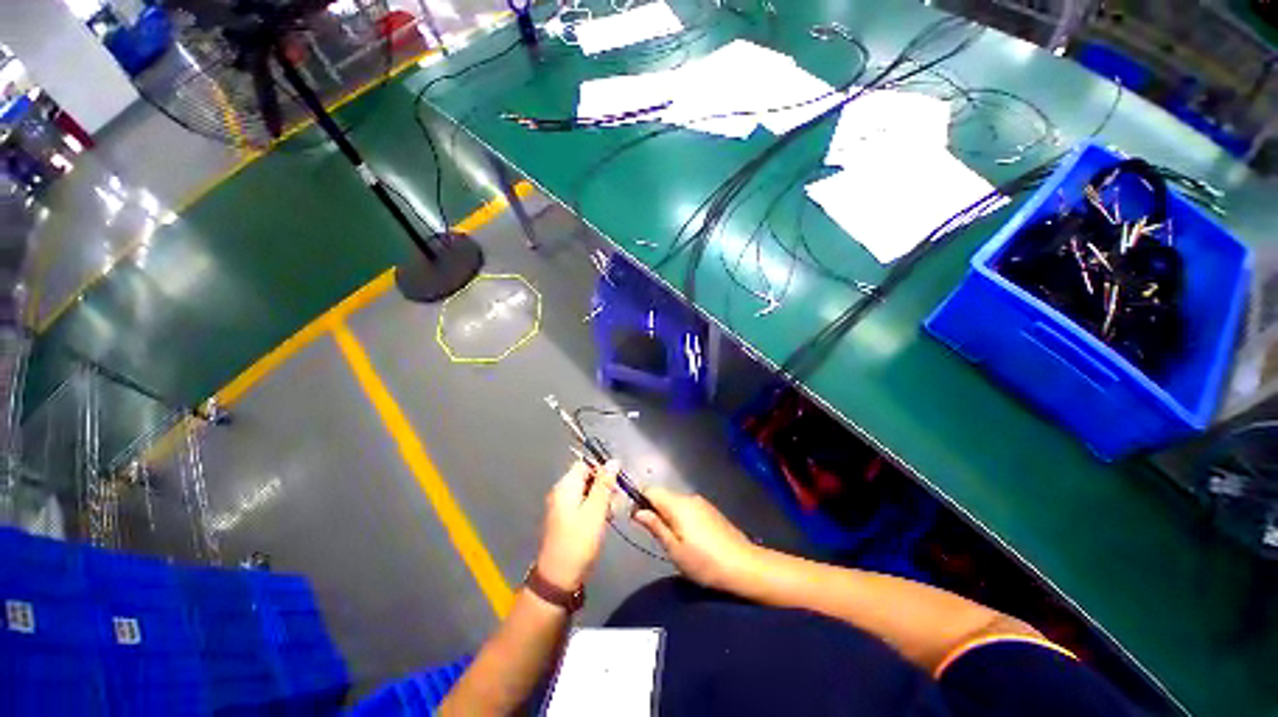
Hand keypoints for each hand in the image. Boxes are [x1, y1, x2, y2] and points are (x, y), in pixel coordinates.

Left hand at [535, 460, 616, 590]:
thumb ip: (605, 484)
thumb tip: (613, 461)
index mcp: (565, 486)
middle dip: (603, 486)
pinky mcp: (565, 520)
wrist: (559, 577)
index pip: (584, 464)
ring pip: (586, 492)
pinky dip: (594, 509)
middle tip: (615, 501)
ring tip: (611, 514)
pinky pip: (582, 505)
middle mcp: (561, 492)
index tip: (615, 483)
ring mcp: (562, 507)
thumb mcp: (596, 511)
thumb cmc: (579, 541)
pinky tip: (603, 521)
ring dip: (601, 499)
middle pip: (586, 477)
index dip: (601, 470)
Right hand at [632, 487, 760, 590]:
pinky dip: (681, 516)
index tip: (637, 520)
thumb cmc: (705, 562)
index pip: (650, 489)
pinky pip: (688, 507)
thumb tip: (637, 511)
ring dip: (667, 514)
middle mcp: (688, 497)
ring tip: (672, 540)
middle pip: (663, 495)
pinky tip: (689, 538)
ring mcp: (701, 502)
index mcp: (677, 504)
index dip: (639, 500)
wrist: (744, 566)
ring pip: (675, 501)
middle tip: (655, 536)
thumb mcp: (674, 550)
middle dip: (654, 509)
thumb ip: (655, 526)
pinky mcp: (710, 510)